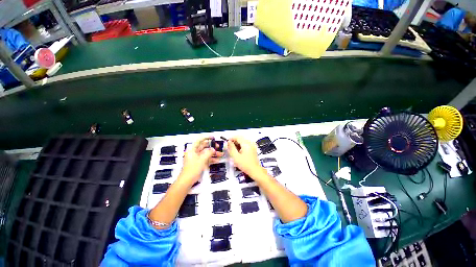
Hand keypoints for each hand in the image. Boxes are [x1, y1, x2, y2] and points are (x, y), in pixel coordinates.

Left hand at [180, 137, 223, 183]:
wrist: (187, 180)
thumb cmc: (193, 168)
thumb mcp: (202, 159)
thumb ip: (208, 153)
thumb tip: (213, 149)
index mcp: (192, 149)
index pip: (199, 140)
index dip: (206, 138)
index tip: (213, 137)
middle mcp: (194, 152)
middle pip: (204, 147)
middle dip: (211, 147)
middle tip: (218, 147)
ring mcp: (197, 158)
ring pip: (206, 153)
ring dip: (213, 153)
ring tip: (221, 154)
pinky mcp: (199, 163)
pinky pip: (206, 159)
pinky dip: (211, 159)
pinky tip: (217, 160)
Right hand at [227, 136, 266, 179]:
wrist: (254, 170)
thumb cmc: (245, 164)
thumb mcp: (235, 156)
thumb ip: (231, 148)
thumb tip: (229, 142)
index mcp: (246, 144)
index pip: (238, 137)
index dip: (232, 138)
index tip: (227, 141)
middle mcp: (250, 143)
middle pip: (241, 139)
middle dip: (235, 141)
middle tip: (230, 147)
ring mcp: (253, 146)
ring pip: (243, 141)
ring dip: (238, 144)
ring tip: (234, 150)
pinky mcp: (253, 149)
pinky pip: (246, 144)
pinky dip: (242, 146)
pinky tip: (239, 151)